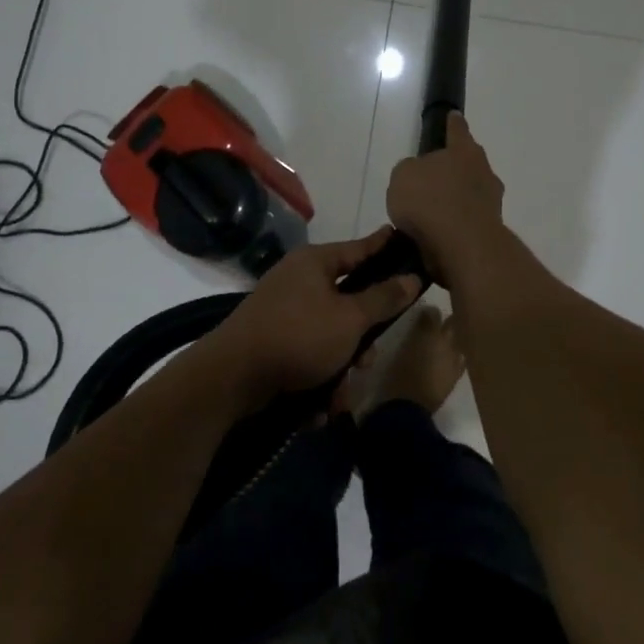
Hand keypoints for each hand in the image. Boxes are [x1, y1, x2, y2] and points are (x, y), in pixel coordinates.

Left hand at [212, 228, 422, 401]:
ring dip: (340, 368)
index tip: (401, 236)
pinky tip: (319, 407)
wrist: (232, 377)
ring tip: (340, 395)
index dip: (383, 245)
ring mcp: (283, 311)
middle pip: (347, 301)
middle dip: (361, 338)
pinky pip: (308, 355)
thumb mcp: (350, 319)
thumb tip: (411, 278)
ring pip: (329, 336)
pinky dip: (318, 379)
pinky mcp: (273, 341)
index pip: (359, 248)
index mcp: (315, 263)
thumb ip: (383, 299)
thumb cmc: (298, 336)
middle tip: (367, 361)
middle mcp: (298, 281)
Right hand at [385, 113, 506, 287]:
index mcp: (464, 151)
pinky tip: (437, 234)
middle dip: (454, 168)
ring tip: (430, 213)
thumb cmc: (430, 201)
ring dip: (454, 200)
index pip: (457, 130)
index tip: (454, 116)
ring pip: (470, 193)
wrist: (463, 247)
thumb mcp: (403, 176)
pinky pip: (467, 220)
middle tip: (434, 177)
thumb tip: (420, 175)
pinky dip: (455, 224)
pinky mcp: (490, 230)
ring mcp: (491, 202)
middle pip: (468, 163)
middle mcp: (483, 172)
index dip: (452, 124)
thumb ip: (411, 170)